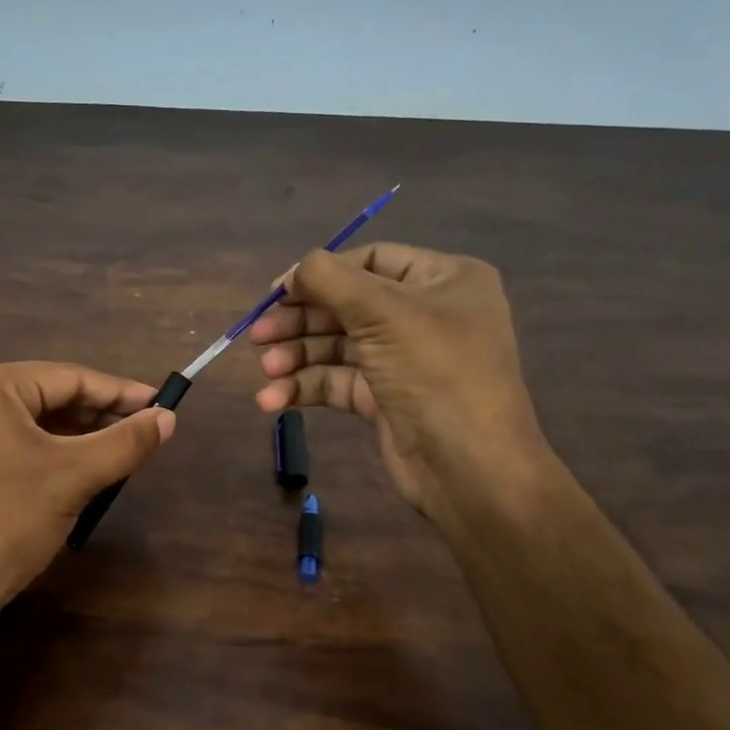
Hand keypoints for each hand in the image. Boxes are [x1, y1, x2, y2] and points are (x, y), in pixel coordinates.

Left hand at [0, 361, 174, 630]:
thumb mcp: (74, 477)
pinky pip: (4, 445)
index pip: (68, 377)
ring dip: (71, 438)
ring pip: (25, 424)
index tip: (161, 405)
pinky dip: (41, 454)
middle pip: (44, 397)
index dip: (120, 392)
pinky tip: (70, 472)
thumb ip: (126, 442)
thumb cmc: (7, 521)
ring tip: (113, 454)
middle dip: (95, 417)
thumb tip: (169, 419)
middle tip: (140, 433)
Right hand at [248, 243, 549, 522]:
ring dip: (297, 357)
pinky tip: (273, 399)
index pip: (371, 260)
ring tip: (266, 372)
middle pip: (347, 305)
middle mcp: (425, 314)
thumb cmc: (436, 374)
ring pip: (337, 346)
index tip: (277, 292)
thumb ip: (331, 280)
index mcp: (443, 280)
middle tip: (258, 335)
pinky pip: (337, 382)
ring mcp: (403, 359)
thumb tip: (294, 269)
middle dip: (300, 320)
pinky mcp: (384, 399)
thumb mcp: (384, 313)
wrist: (471, 469)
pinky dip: (305, 387)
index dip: (321, 272)